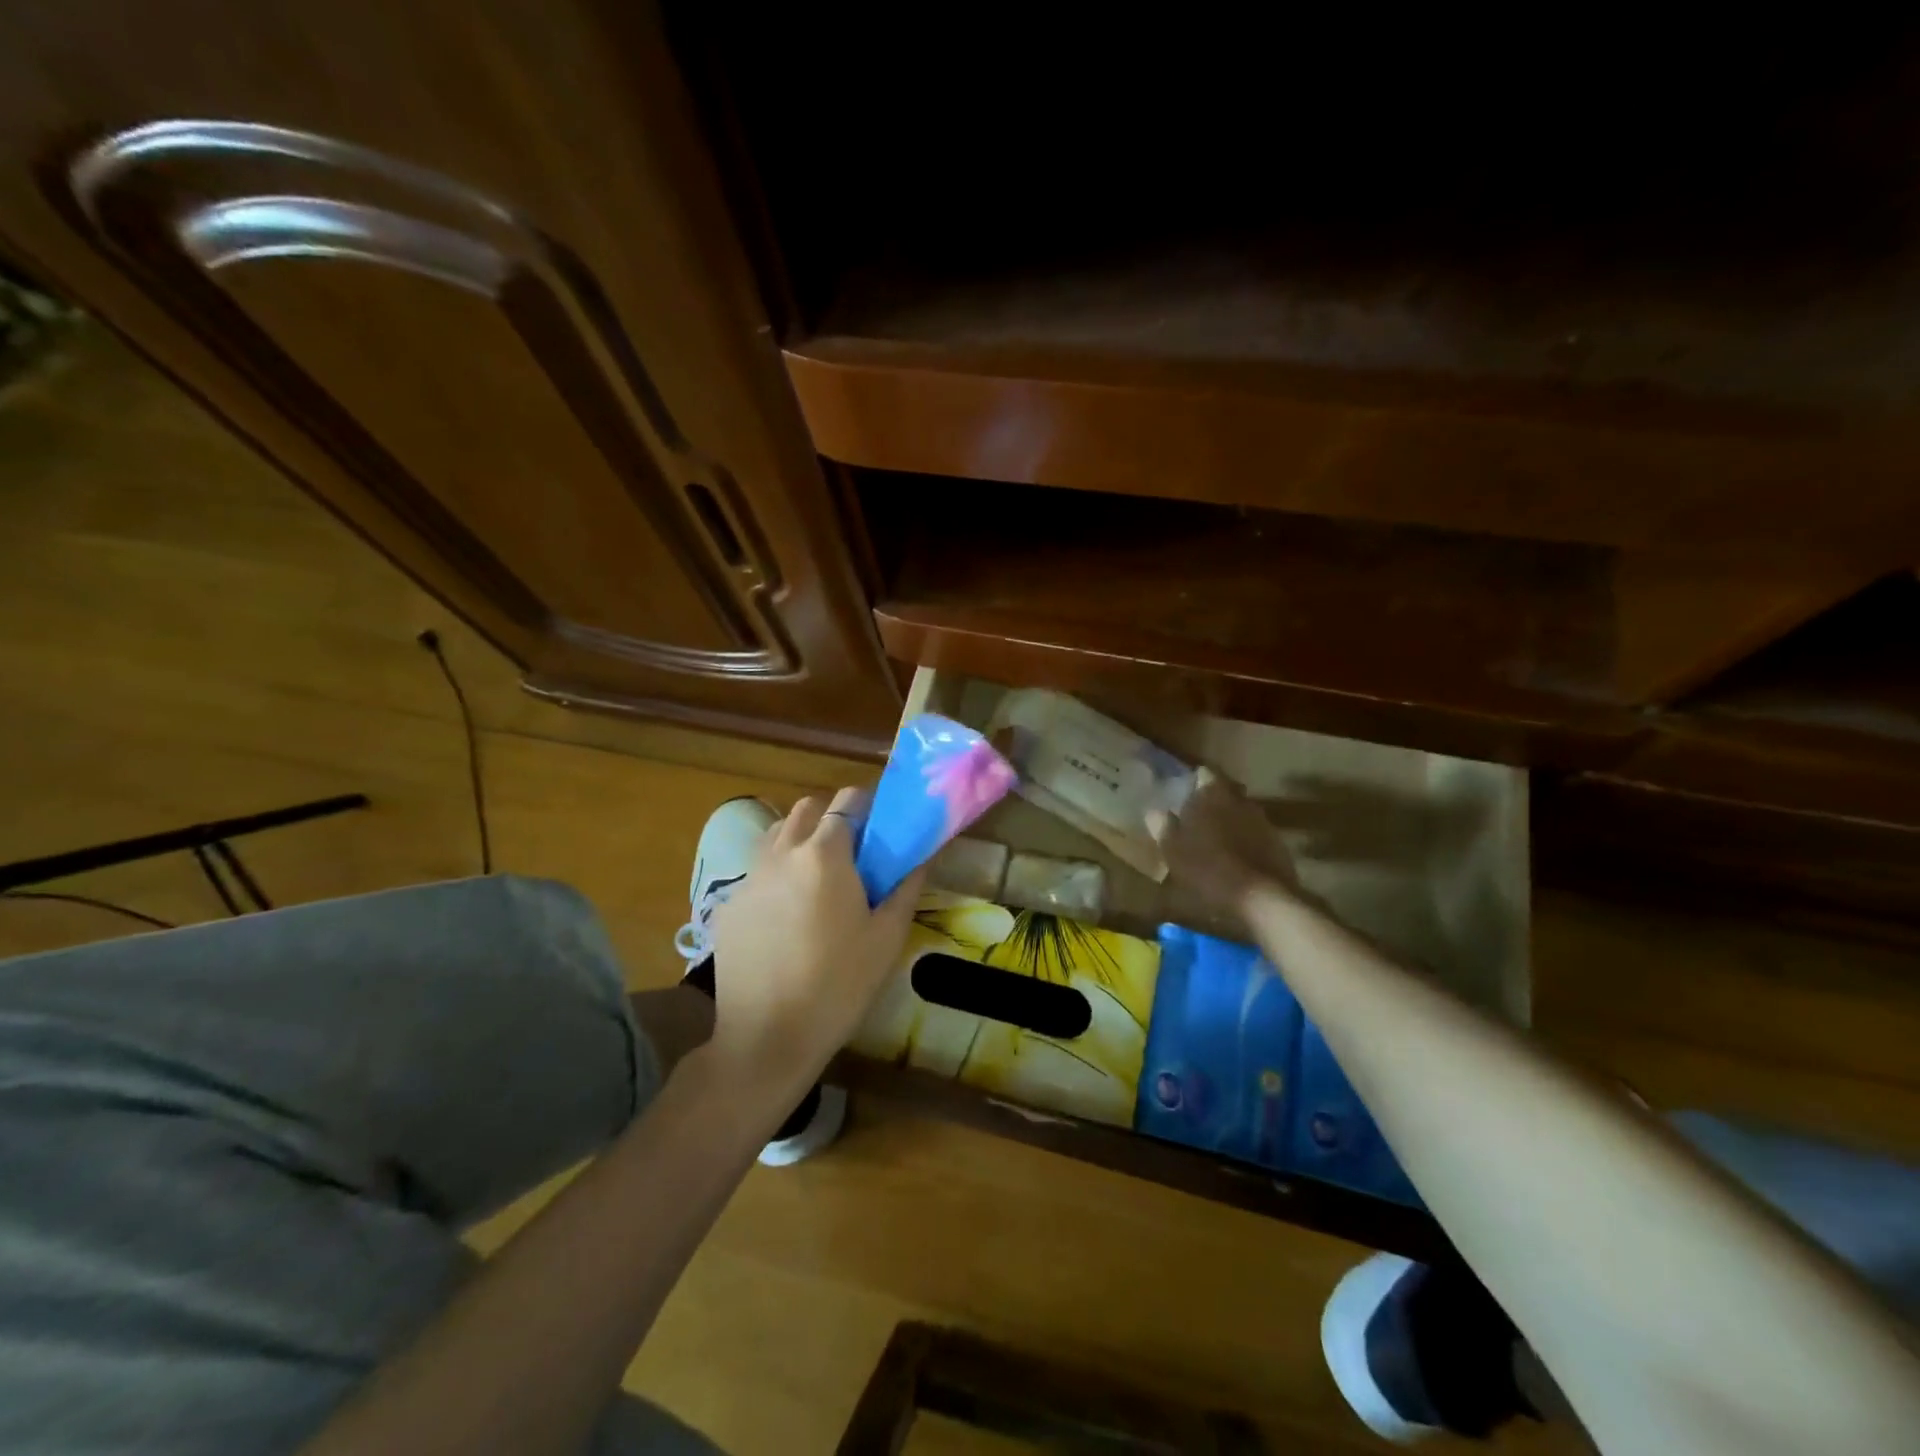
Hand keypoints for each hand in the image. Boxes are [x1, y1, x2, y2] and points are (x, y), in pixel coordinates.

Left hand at [705, 786, 924, 1101]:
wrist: (767, 1037)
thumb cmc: (839, 985)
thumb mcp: (887, 938)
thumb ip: (906, 886)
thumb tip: (919, 856)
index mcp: (824, 855)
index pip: (845, 802)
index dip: (865, 807)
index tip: (878, 830)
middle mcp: (782, 854)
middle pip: (806, 809)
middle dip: (830, 818)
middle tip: (851, 853)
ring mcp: (749, 878)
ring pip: (776, 834)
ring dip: (800, 839)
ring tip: (817, 878)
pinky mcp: (728, 905)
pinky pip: (757, 871)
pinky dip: (776, 874)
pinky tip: (787, 915)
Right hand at [1147, 768, 1300, 916]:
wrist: (1262, 898)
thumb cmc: (1208, 868)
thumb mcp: (1172, 849)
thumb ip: (1163, 826)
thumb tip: (1154, 810)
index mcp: (1212, 794)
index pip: (1203, 774)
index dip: (1193, 781)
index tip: (1184, 792)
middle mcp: (1240, 799)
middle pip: (1225, 791)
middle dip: (1213, 800)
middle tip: (1197, 817)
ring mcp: (1262, 820)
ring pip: (1241, 812)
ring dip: (1230, 821)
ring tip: (1216, 840)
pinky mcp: (1278, 843)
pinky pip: (1255, 833)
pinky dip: (1245, 840)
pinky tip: (1235, 858)